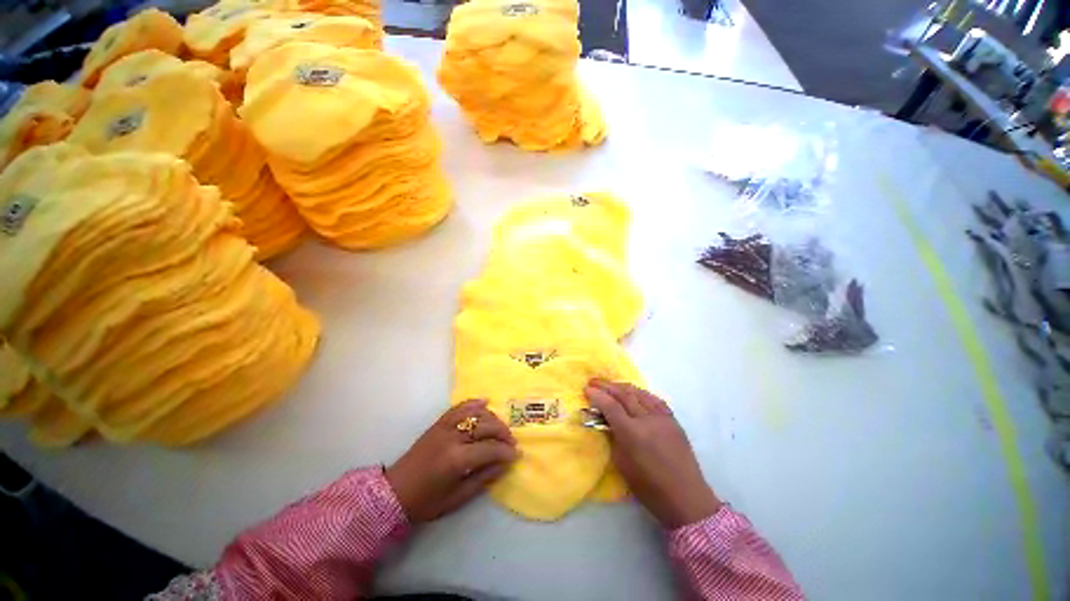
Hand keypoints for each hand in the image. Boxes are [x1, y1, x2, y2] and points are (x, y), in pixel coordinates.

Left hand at [386, 400, 518, 521]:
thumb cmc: (426, 501)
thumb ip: (484, 478)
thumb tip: (506, 463)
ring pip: (476, 413)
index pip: (490, 449)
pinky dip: (474, 403)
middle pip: (486, 426)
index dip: (506, 451)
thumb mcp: (457, 497)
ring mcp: (445, 426)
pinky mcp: (439, 422)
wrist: (395, 492)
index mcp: (456, 459)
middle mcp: (452, 437)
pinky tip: (486, 403)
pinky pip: (460, 407)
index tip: (516, 454)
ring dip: (492, 418)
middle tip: (511, 442)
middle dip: (503, 433)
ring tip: (500, 429)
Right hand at [585, 380, 720, 528]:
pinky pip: (654, 399)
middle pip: (624, 395)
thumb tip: (606, 421)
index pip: (611, 406)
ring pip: (639, 393)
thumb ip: (613, 437)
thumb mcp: (622, 464)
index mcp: (632, 433)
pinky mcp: (673, 420)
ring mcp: (662, 418)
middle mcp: (647, 420)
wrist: (686, 497)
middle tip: (594, 381)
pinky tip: (635, 392)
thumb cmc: (649, 487)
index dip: (597, 395)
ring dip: (622, 386)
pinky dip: (641, 393)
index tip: (587, 389)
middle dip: (607, 386)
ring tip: (611, 384)